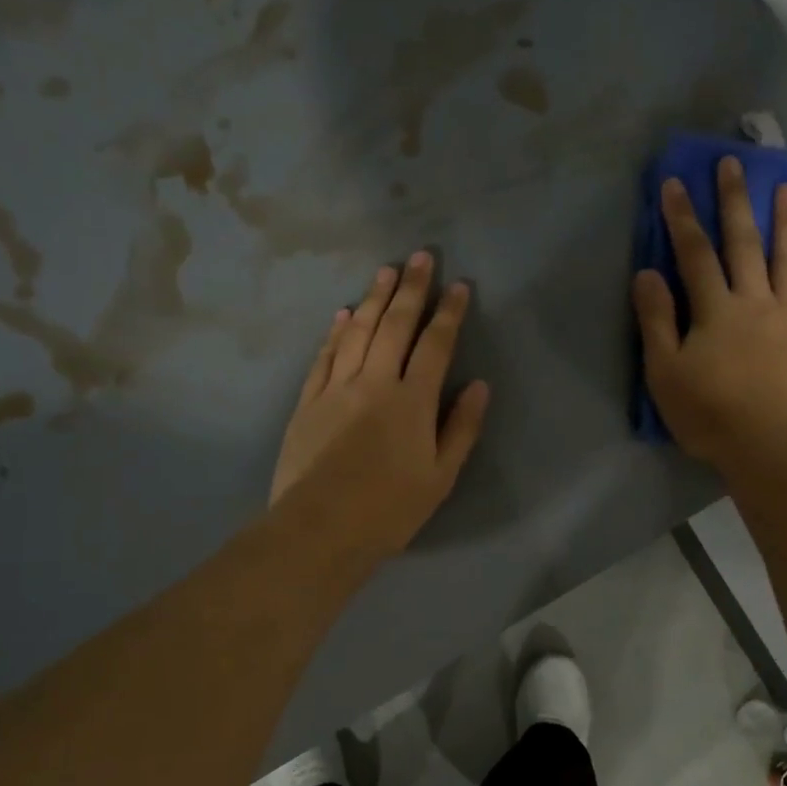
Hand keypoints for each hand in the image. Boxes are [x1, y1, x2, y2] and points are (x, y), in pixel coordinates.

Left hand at [271, 251, 489, 562]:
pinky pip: (324, 356)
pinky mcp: (307, 401)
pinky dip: (335, 332)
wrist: (319, 529)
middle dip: (411, 288)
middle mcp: (374, 382)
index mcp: (412, 401)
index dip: (449, 313)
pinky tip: (342, 314)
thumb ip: (461, 428)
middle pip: (395, 325)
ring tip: (385, 272)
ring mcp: (336, 388)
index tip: (458, 285)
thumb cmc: (389, 510)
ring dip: (373, 299)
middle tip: (420, 256)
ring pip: (357, 332)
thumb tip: (479, 386)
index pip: (435, 344)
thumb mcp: (440, 477)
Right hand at [633, 157, 786, 472]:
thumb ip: (656, 321)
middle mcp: (756, 302)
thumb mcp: (665, 373)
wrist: (771, 449)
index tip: (675, 183)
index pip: (694, 254)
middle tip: (735, 163)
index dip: (682, 218)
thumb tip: (647, 273)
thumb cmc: (709, 414)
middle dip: (736, 201)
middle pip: (744, 244)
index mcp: (716, 310)